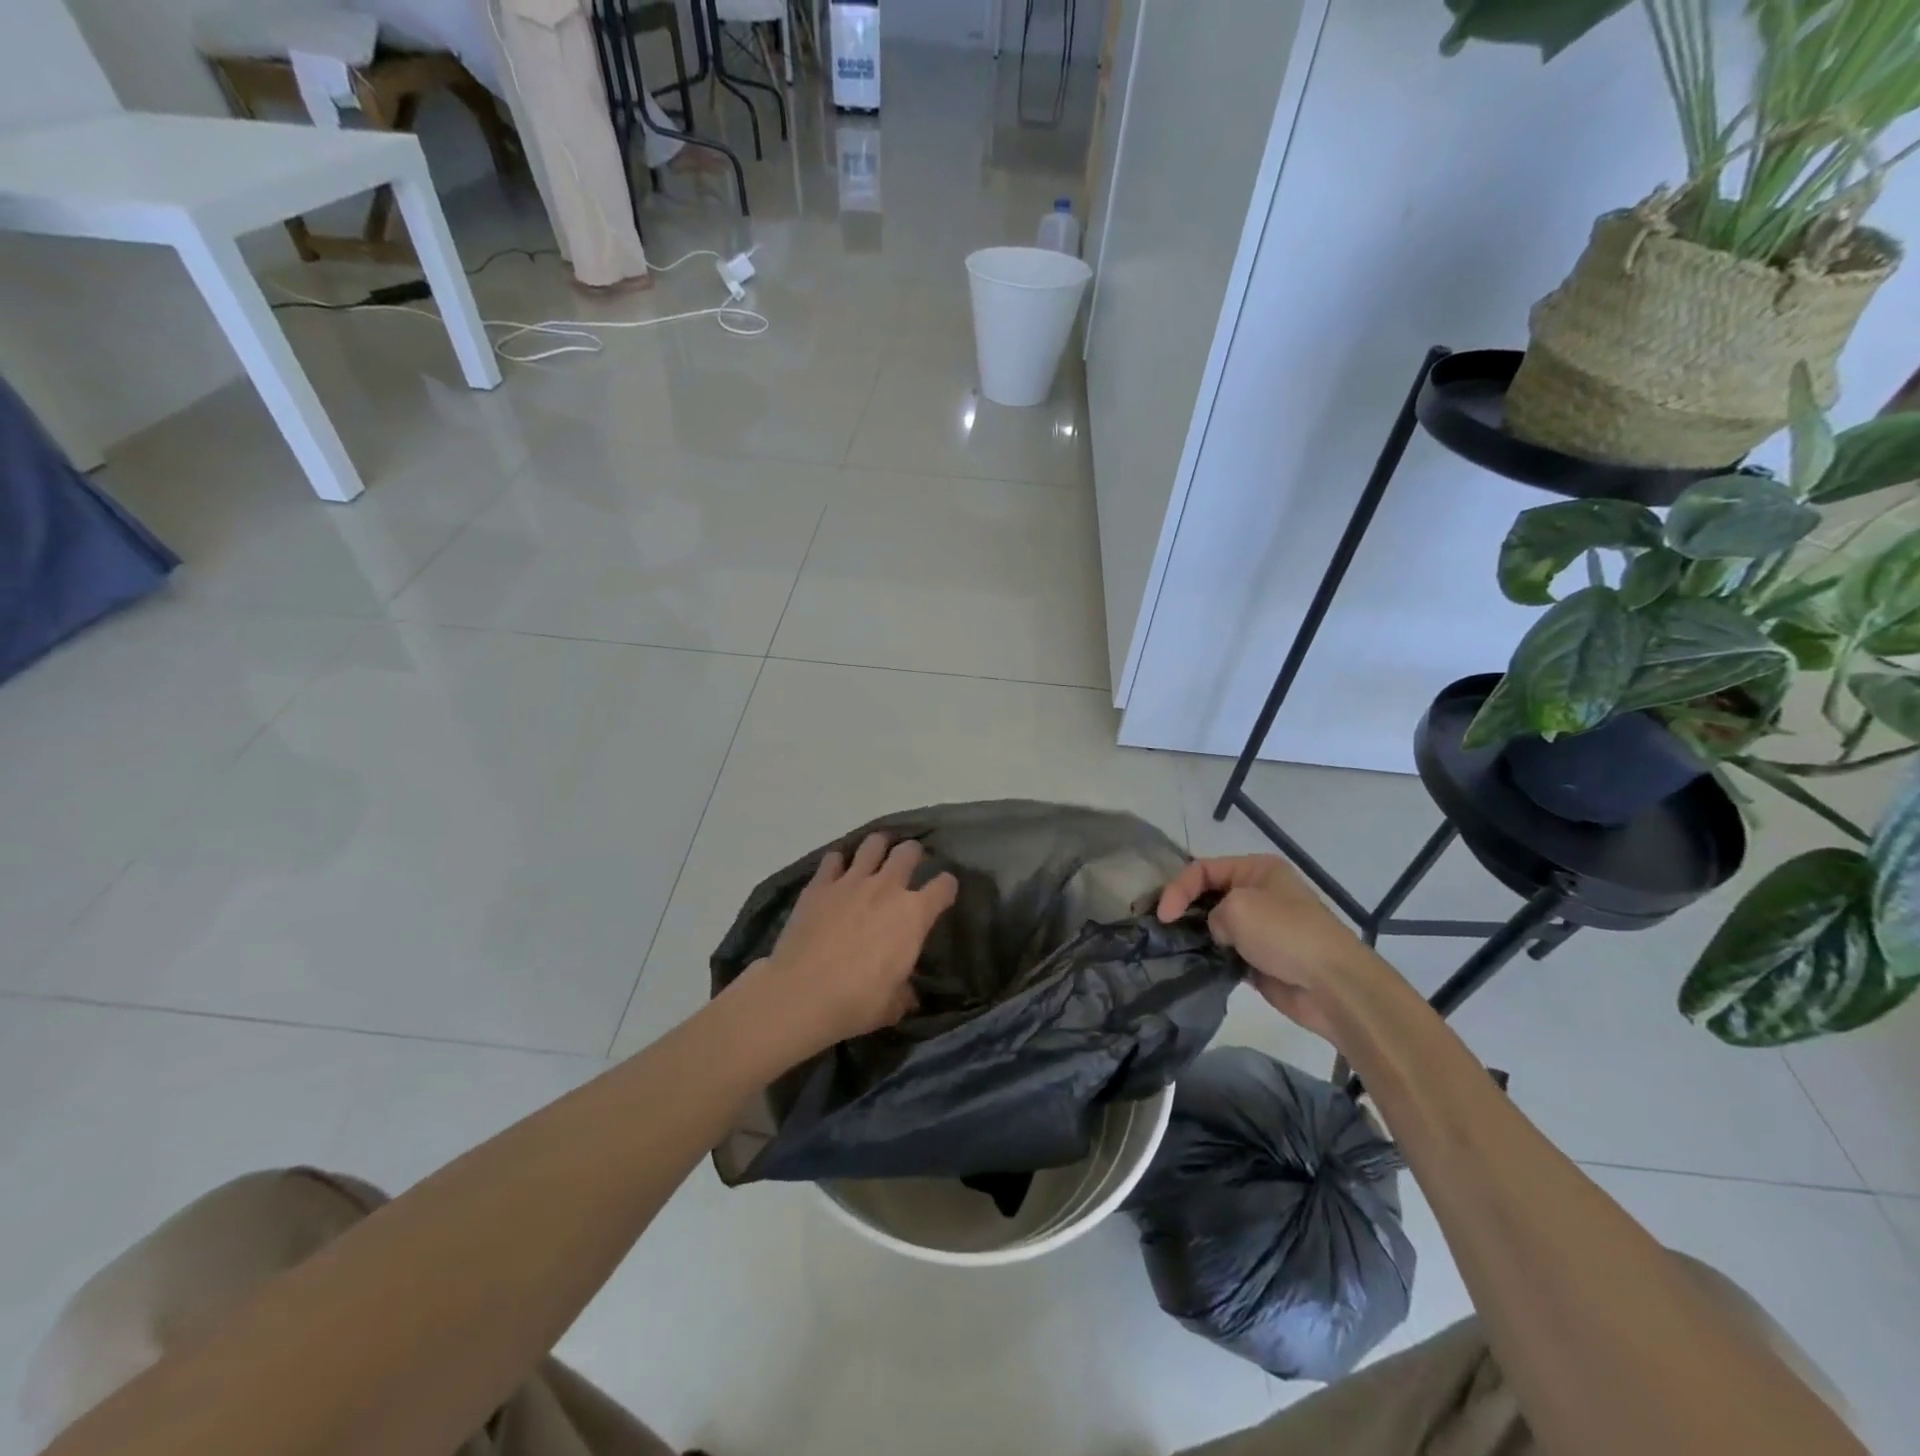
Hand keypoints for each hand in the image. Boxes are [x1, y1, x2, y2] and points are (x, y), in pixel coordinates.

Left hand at [742, 834, 957, 1061]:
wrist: (801, 993)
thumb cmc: (856, 1001)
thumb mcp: (892, 1006)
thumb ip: (904, 993)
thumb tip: (907, 994)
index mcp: (914, 914)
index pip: (944, 886)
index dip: (947, 887)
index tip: (943, 893)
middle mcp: (886, 888)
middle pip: (909, 851)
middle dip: (913, 854)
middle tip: (910, 863)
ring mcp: (851, 881)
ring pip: (873, 844)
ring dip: (878, 846)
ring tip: (877, 854)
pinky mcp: (820, 884)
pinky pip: (833, 859)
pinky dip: (838, 862)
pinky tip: (837, 872)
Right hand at [1157, 854, 1382, 1041]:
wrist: (1331, 985)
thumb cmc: (1285, 933)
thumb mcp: (1239, 907)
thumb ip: (1212, 913)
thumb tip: (1218, 934)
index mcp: (1257, 869)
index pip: (1204, 869)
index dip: (1178, 888)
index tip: (1163, 915)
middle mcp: (1258, 893)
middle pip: (1208, 894)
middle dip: (1183, 908)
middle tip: (1160, 926)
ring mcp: (1260, 928)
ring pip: (1215, 925)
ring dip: (1195, 934)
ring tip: (1171, 945)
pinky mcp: (1259, 959)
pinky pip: (1225, 952)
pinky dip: (1210, 956)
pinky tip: (1194, 963)